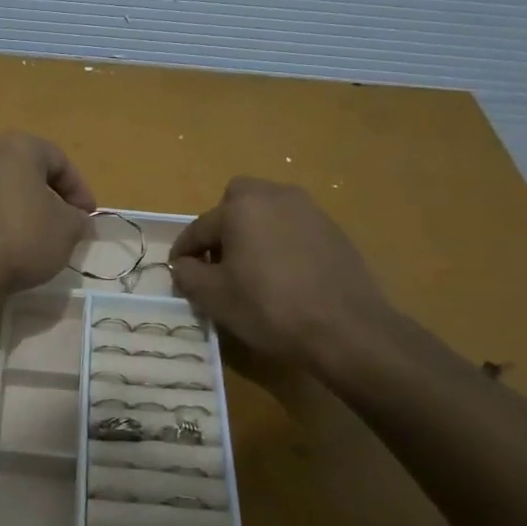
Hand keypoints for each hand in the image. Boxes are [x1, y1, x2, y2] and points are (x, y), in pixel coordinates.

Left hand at [0, 133, 94, 297]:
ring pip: (0, 189)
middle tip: (64, 226)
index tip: (87, 218)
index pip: (59, 160)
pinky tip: (3, 248)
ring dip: (21, 209)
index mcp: (17, 146)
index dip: (80, 190)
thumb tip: (77, 220)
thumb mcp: (66, 230)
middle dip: (49, 197)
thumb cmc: (20, 238)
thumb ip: (78, 220)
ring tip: (34, 240)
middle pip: (26, 171)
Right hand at [170, 178, 406, 381]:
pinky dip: (280, 241)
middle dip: (223, 226)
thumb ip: (188, 275)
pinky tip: (284, 275)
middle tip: (220, 260)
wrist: (348, 329)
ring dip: (253, 231)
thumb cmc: (270, 308)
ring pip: (268, 210)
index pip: (200, 227)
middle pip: (237, 201)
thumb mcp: (214, 297)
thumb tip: (183, 265)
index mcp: (242, 207)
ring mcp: (310, 210)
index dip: (184, 251)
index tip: (178, 271)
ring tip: (252, 268)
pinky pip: (293, 226)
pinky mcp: (333, 230)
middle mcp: (276, 196)